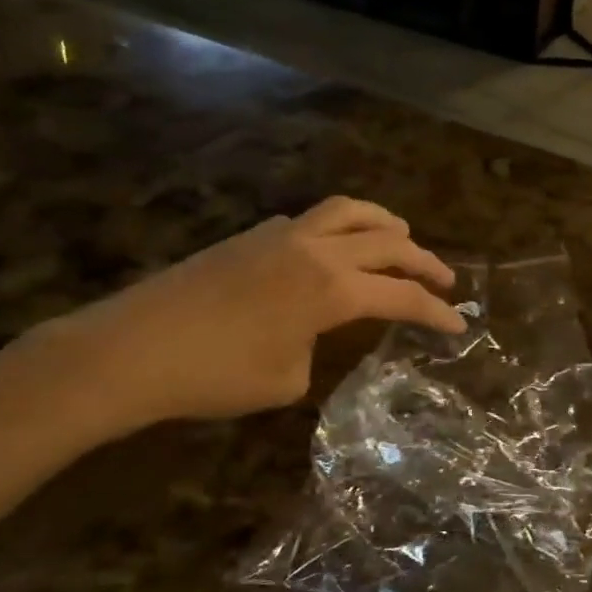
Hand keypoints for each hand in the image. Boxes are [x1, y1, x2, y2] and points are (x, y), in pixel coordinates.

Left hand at [20, 196, 463, 438]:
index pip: (401, 297)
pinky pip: (313, 218)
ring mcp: (282, 235)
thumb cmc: (214, 376)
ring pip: (350, 211)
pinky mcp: (252, 234)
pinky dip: (340, 226)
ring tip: (402, 236)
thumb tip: (313, 330)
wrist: (132, 349)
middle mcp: (316, 250)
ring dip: (384, 223)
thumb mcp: (286, 380)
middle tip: (445, 280)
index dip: (436, 312)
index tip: (459, 325)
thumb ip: (317, 348)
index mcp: (332, 289)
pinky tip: (335, 246)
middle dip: (424, 262)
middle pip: (388, 243)